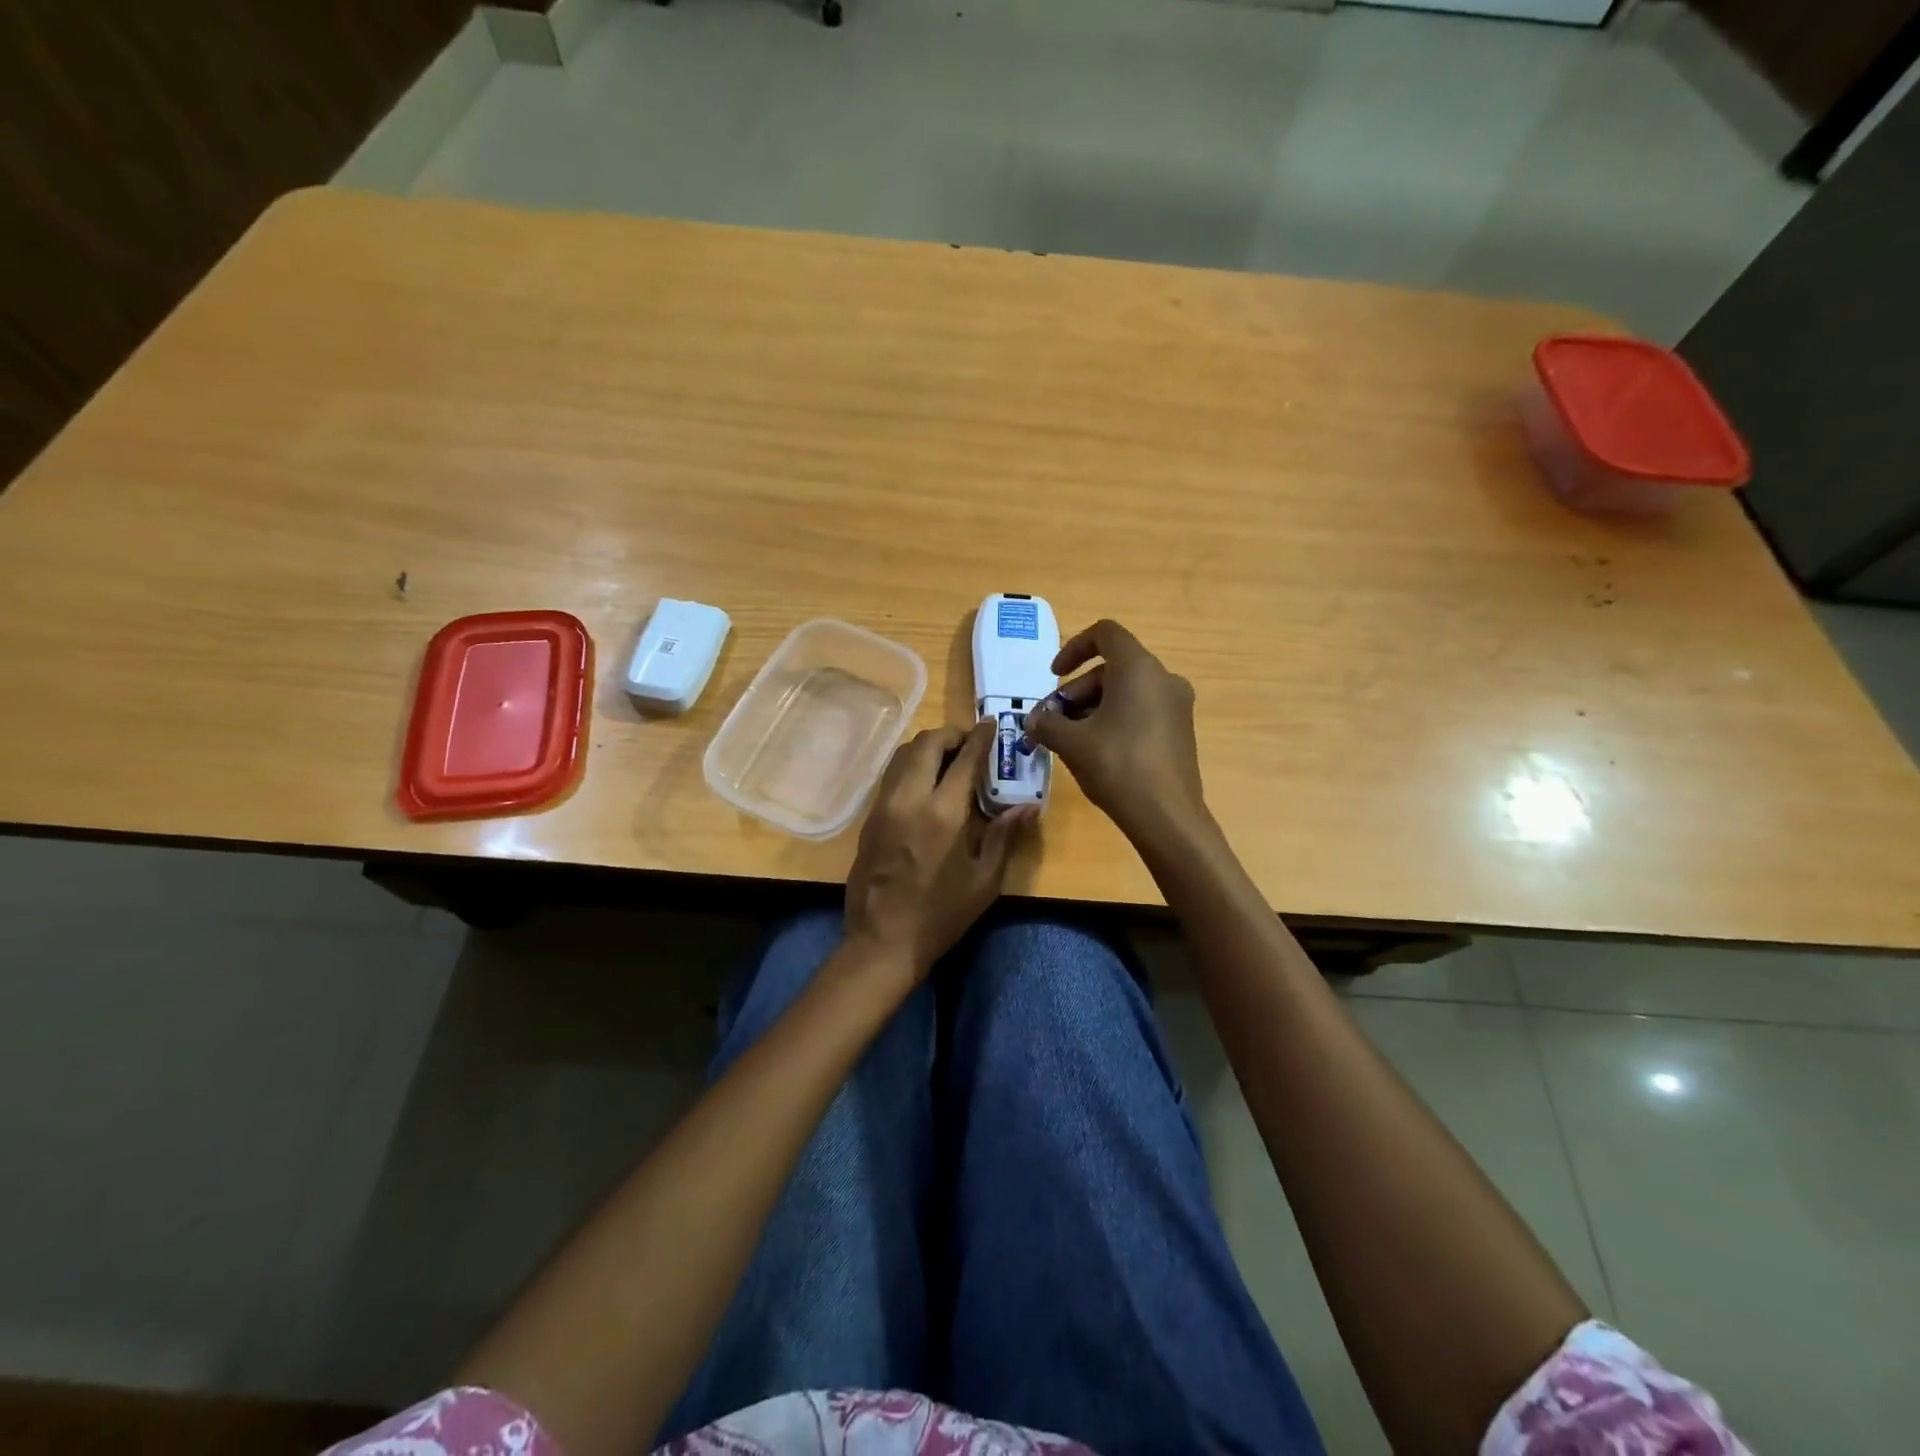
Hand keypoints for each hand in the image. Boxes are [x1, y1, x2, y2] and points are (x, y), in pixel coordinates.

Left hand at [844, 721, 1033, 977]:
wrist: (883, 940)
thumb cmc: (941, 914)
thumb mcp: (984, 880)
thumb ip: (1004, 836)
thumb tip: (1028, 806)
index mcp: (943, 812)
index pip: (964, 758)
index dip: (980, 737)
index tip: (991, 724)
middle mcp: (909, 798)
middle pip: (926, 743)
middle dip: (950, 734)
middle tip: (969, 743)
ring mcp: (884, 805)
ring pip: (903, 754)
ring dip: (927, 746)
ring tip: (948, 758)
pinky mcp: (870, 817)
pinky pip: (891, 775)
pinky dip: (911, 765)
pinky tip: (926, 782)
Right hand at [1024, 619, 1207, 845]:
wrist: (1167, 816)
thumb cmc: (1117, 766)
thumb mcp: (1071, 742)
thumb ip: (1046, 723)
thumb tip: (1033, 720)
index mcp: (1139, 668)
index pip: (1105, 634)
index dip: (1073, 648)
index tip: (1053, 676)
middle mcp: (1163, 679)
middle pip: (1112, 668)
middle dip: (1076, 691)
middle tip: (1053, 721)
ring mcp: (1176, 706)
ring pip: (1126, 692)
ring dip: (1092, 708)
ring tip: (1069, 740)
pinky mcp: (1180, 731)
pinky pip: (1141, 711)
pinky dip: (1115, 720)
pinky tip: (1096, 752)